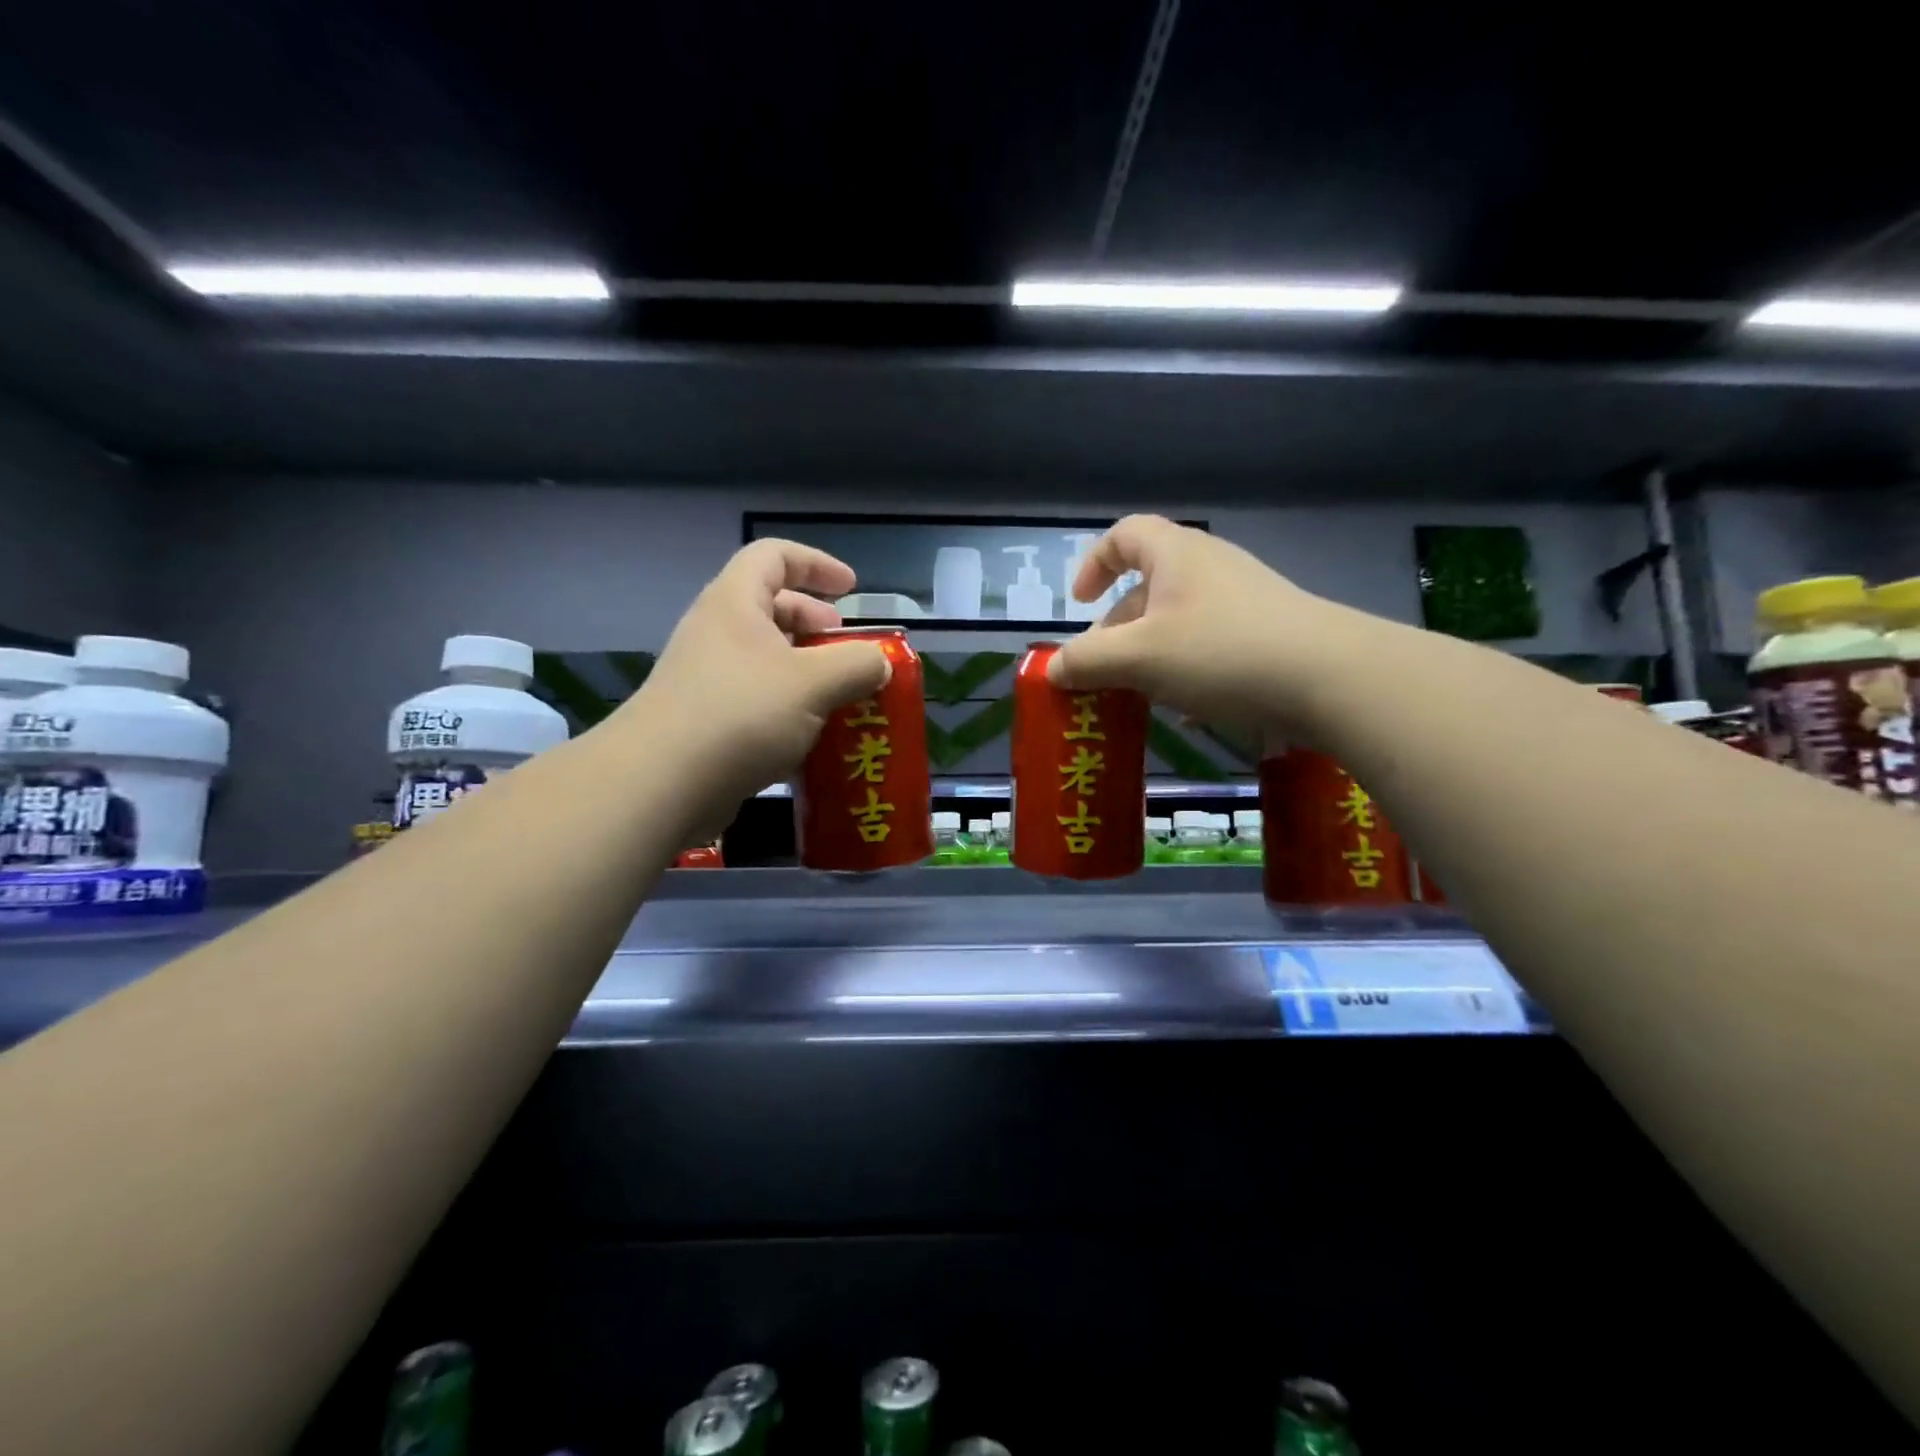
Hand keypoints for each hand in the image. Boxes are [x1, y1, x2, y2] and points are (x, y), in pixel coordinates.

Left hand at [619, 539, 889, 834]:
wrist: (662, 784)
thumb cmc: (741, 714)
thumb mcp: (813, 683)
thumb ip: (857, 665)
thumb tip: (880, 663)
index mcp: (735, 603)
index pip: (774, 556)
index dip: (816, 564)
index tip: (852, 589)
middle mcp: (717, 633)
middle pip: (772, 609)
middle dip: (817, 626)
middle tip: (849, 651)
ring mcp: (707, 679)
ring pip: (767, 661)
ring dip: (808, 674)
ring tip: (841, 700)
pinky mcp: (705, 722)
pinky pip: (756, 702)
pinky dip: (789, 711)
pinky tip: (813, 741)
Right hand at [1048, 514, 1361, 742]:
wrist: (1330, 678)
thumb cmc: (1220, 652)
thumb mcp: (1139, 658)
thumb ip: (1088, 662)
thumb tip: (1053, 668)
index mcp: (1175, 555)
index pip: (1124, 535)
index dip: (1094, 564)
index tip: (1080, 604)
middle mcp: (1211, 567)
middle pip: (1148, 586)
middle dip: (1117, 628)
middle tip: (1102, 669)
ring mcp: (1245, 599)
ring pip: (1179, 621)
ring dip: (1150, 655)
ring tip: (1140, 695)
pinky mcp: (1270, 633)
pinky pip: (1212, 645)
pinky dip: (1188, 670)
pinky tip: (1187, 710)